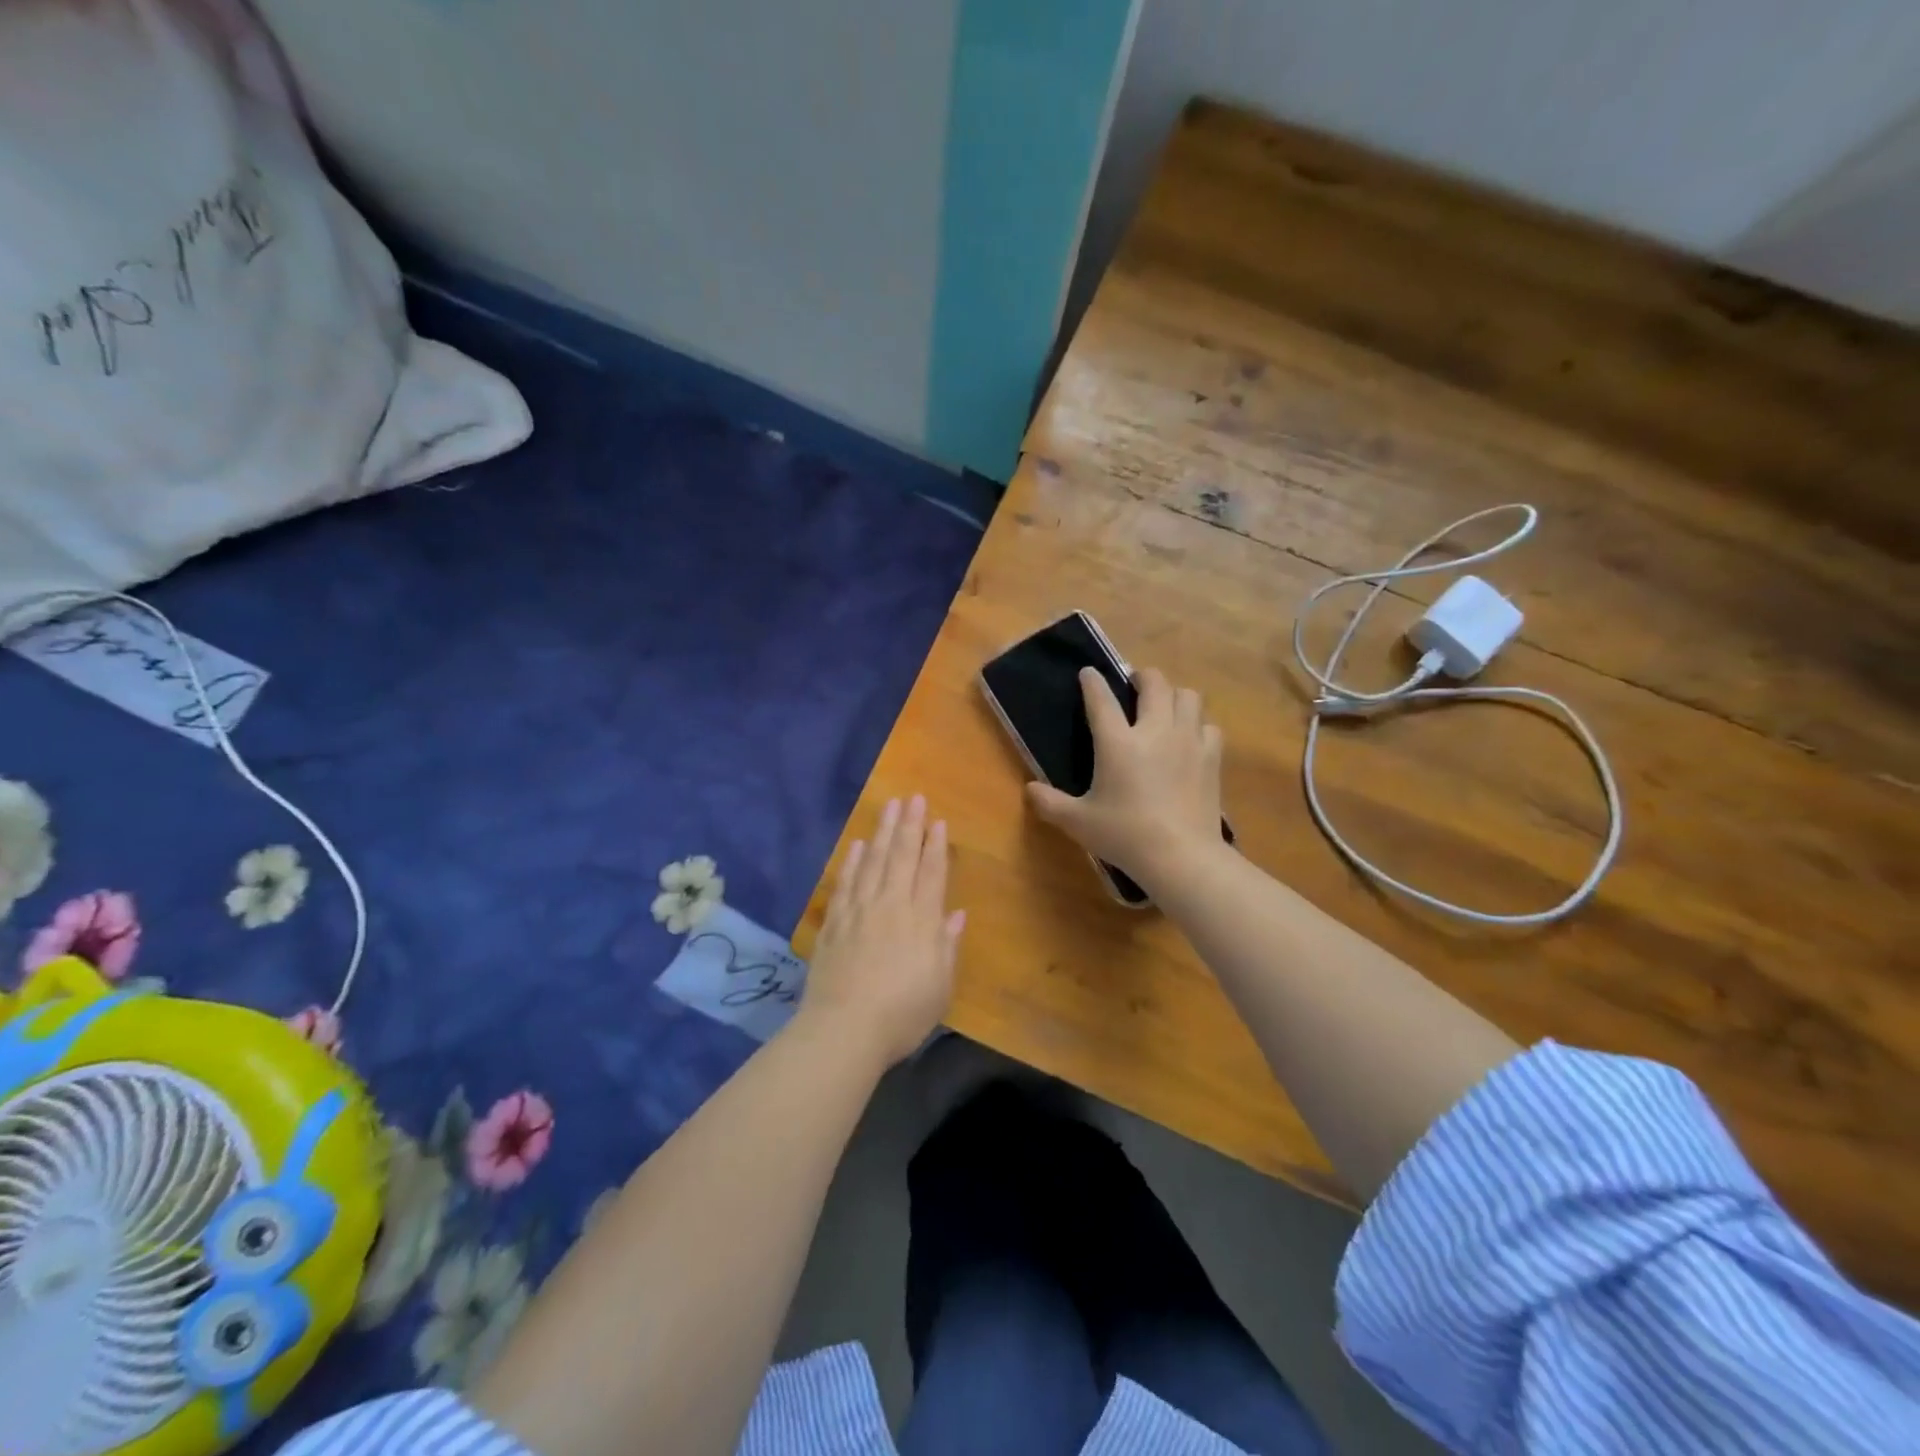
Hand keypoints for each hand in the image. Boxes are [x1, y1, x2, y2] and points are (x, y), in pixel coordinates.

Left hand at [801, 795, 964, 1065]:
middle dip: (910, 825)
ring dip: (883, 832)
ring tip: (889, 806)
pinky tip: (859, 845)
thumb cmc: (902, 1014)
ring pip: (874, 862)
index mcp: (921, 921)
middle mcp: (891, 906)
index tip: (938, 820)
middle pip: (902, 857)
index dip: (935, 845)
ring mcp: (859, 911)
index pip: (931, 873)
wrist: (844, 1030)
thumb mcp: (939, 986)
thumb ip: (946, 946)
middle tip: (914, 798)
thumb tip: (956, 914)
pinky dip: (853, 861)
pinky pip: (846, 883)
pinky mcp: (834, 923)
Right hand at [1027, 667, 1224, 890]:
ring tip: (1165, 707)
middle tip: (1134, 685)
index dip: (1092, 682)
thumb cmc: (1125, 836)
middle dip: (1143, 677)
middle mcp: (1154, 731)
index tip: (1088, 673)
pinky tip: (1190, 739)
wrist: (1181, 856)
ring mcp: (1188, 741)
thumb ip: (1050, 803)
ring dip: (1174, 695)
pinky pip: (1209, 727)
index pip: (1101, 699)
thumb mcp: (1078, 822)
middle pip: (1155, 683)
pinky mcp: (1211, 758)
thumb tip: (1029, 790)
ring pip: (1188, 696)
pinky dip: (1198, 726)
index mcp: (1117, 742)